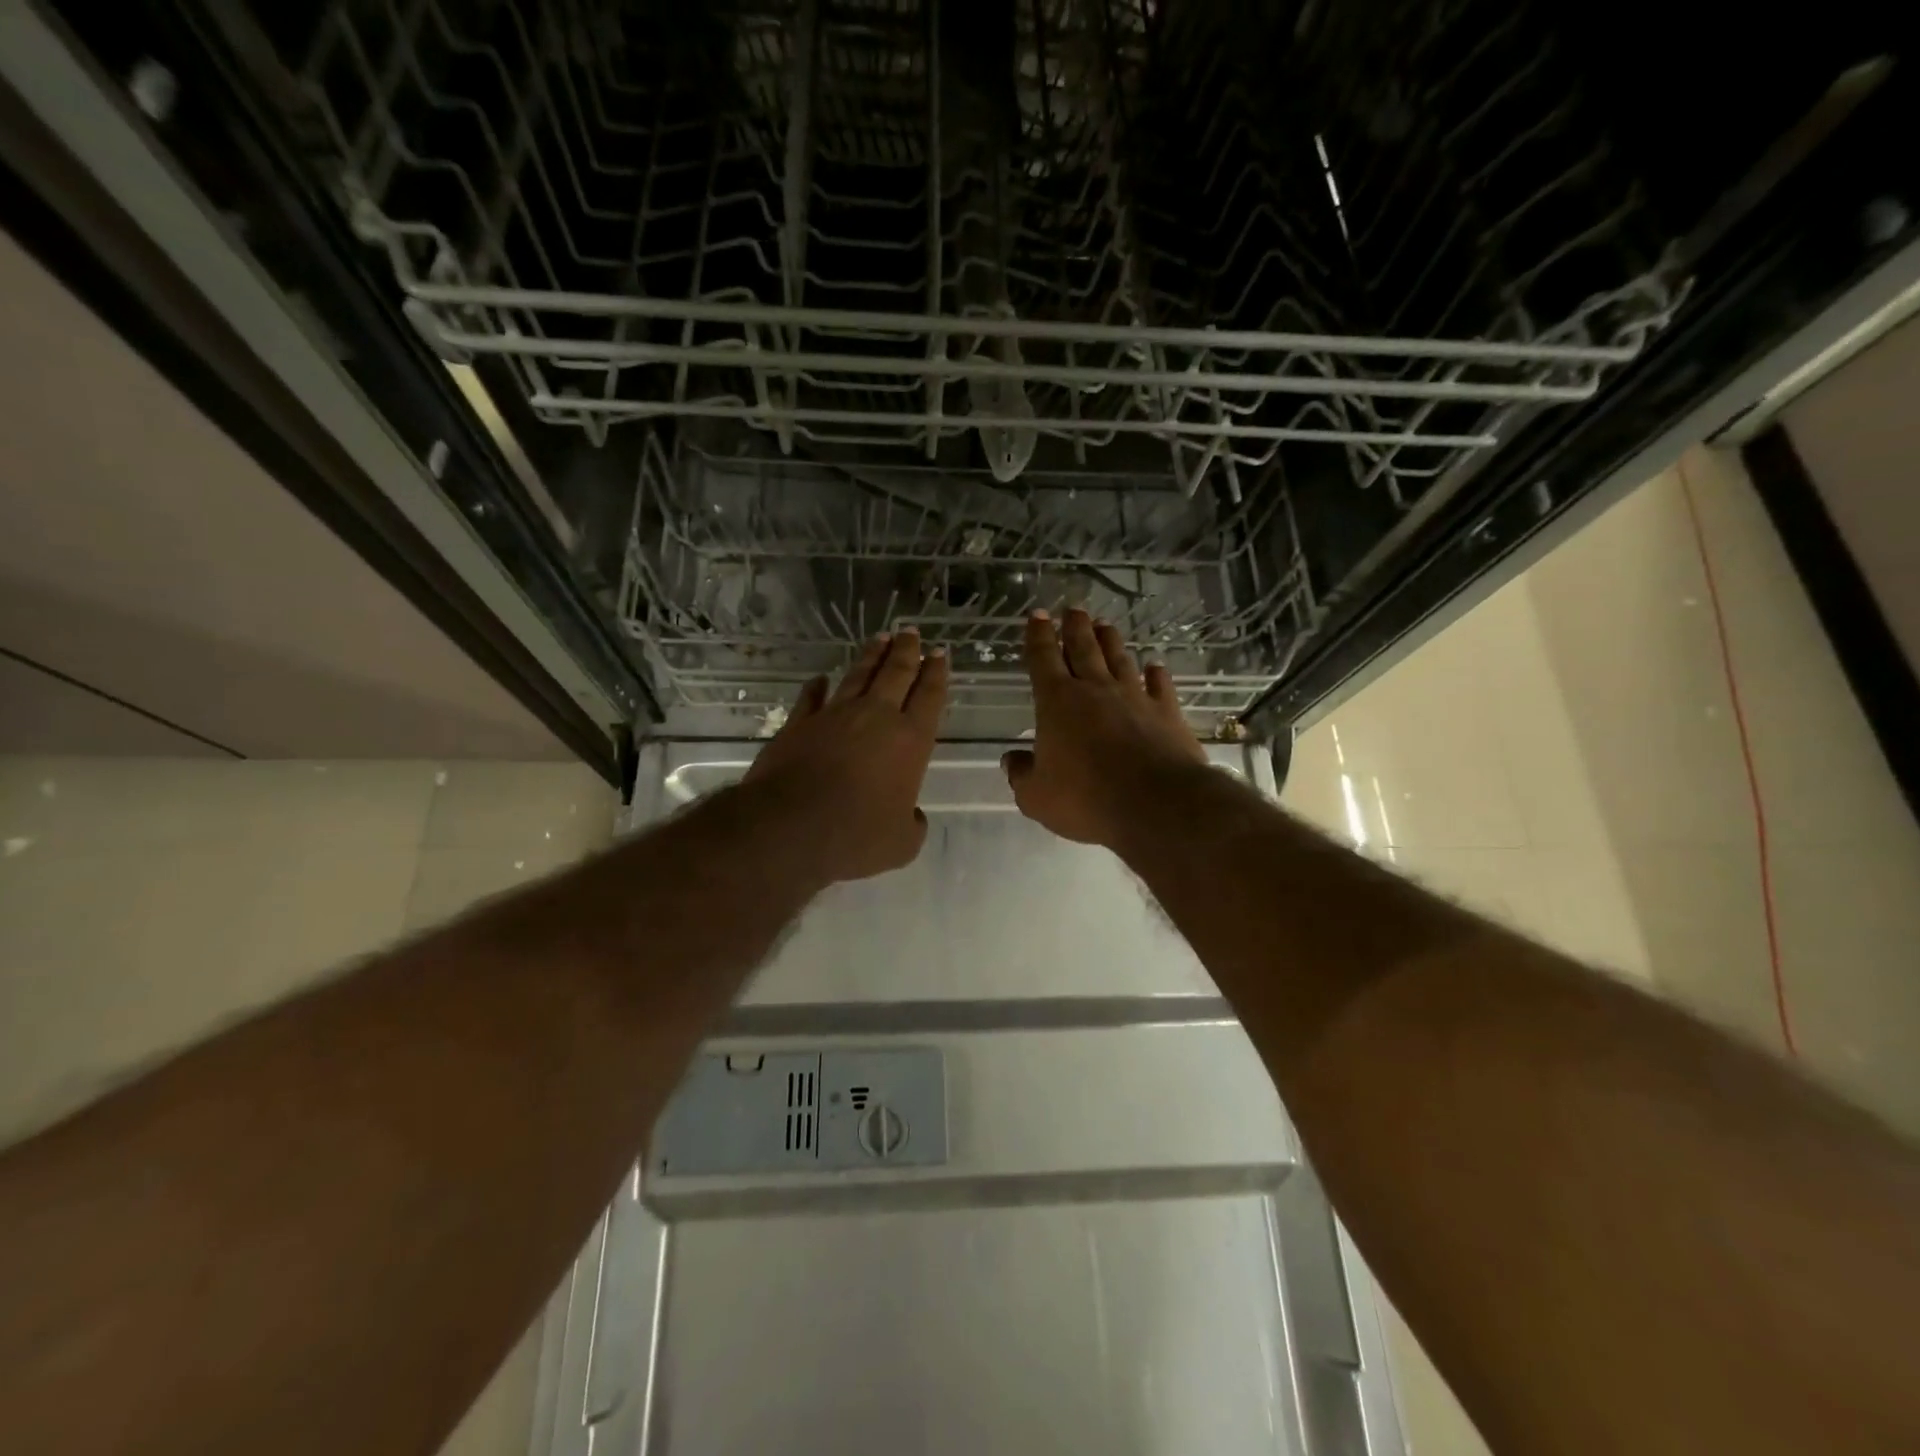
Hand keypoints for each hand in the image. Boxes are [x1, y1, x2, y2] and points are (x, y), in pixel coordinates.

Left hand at [744, 629, 948, 883]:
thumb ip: (912, 825)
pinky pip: (811, 698)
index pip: (929, 696)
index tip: (939, 653)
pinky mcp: (799, 724)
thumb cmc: (856, 836)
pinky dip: (817, 687)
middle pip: (896, 674)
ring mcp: (835, 716)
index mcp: (910, 741)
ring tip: (881, 638)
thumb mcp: (901, 843)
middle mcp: (876, 718)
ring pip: (858, 675)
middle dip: (907, 651)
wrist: (791, 828)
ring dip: (871, 656)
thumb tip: (912, 817)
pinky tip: (820, 678)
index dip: (936, 673)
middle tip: (912, 632)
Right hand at [1003, 608, 1207, 847]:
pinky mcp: (1166, 713)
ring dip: (1111, 641)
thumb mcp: (1036, 796)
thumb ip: (1022, 775)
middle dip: (1075, 627)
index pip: (1043, 660)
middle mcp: (1095, 690)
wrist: (1156, 804)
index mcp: (1057, 702)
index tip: (1038, 616)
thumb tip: (1011, 760)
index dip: (1038, 636)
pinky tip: (1155, 666)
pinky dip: (1156, 674)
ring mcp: (1134, 698)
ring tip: (1105, 625)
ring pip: (1119, 660)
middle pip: (1083, 649)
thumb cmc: (1085, 799)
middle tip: (1074, 608)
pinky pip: (1160, 686)